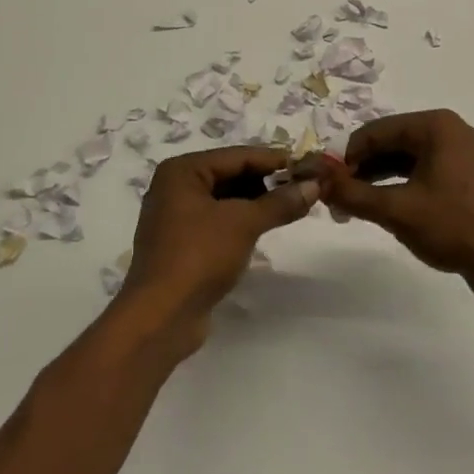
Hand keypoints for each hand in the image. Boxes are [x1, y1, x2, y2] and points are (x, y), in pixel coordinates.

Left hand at [114, 147, 326, 353]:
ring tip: (290, 207)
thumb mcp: (244, 223)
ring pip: (225, 199)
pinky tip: (265, 227)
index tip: (307, 164)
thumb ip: (279, 202)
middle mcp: (175, 186)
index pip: (237, 156)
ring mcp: (176, 216)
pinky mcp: (182, 243)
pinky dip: (241, 221)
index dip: (274, 160)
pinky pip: (218, 220)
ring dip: (255, 202)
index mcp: (182, 171)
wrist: (161, 317)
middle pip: (230, 174)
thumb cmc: (199, 256)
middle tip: (303, 187)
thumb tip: (313, 186)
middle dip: (266, 182)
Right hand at [324, 111, 473, 304]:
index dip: (347, 156)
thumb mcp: (397, 210)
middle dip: (362, 169)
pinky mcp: (468, 178)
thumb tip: (318, 183)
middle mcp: (450, 131)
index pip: (376, 131)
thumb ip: (353, 194)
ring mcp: (463, 154)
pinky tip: (386, 208)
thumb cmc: (455, 227)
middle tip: (338, 199)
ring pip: (407, 159)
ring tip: (356, 206)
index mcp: (435, 126)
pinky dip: (402, 186)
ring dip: (379, 179)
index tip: (326, 183)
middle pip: (391, 142)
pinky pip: (425, 172)